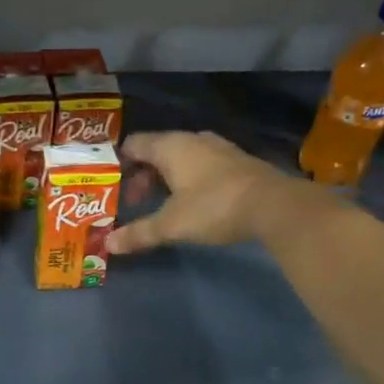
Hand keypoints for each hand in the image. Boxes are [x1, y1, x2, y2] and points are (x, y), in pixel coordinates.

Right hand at [107, 131, 301, 255]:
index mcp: (170, 146)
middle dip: (143, 175)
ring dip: (167, 178)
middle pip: (157, 151)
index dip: (119, 163)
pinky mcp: (237, 161)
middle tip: (136, 201)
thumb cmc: (213, 207)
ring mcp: (218, 148)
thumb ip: (140, 233)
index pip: (134, 144)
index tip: (112, 185)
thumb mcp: (172, 224)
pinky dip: (190, 179)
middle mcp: (192, 139)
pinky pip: (202, 164)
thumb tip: (108, 245)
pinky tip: (193, 201)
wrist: (274, 205)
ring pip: (181, 157)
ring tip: (162, 204)